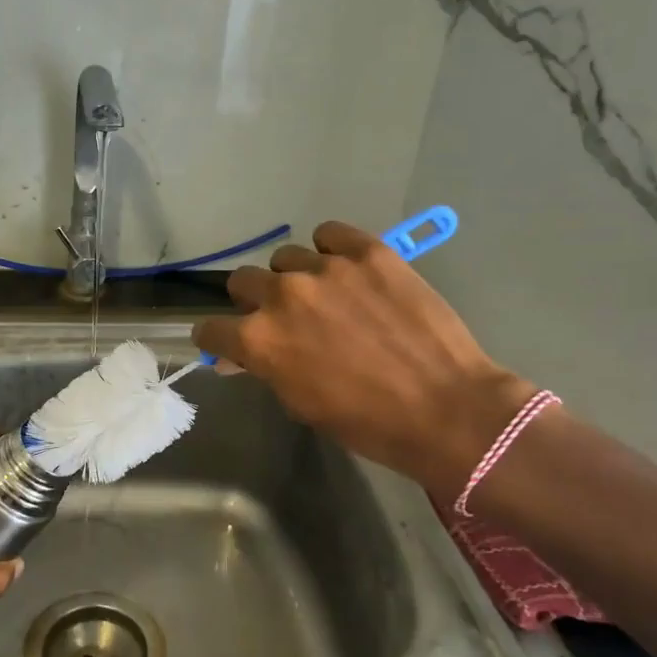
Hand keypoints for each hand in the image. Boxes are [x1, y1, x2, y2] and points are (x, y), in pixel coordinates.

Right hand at [191, 221, 537, 496]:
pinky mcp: (367, 250)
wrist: (445, 408)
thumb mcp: (301, 403)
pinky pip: (329, 234)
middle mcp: (282, 295)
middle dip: (255, 301)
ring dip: (295, 277)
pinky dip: (331, 249)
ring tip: (327, 295)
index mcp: (259, 339)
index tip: (230, 342)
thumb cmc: (367, 422)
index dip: (219, 337)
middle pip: (243, 281)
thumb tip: (239, 355)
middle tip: (284, 318)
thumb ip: (266, 368)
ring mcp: (325, 268)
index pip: (211, 327)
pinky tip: (348, 269)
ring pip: (286, 258)